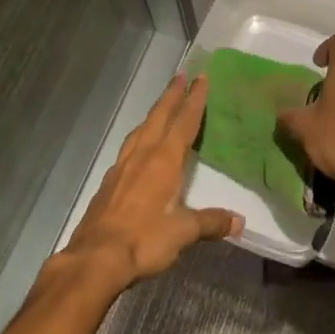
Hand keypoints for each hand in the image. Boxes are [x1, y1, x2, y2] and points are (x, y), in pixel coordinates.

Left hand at [59, 74, 241, 292]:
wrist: (95, 258)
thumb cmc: (143, 240)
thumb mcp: (182, 233)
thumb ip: (210, 223)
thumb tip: (239, 221)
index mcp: (163, 160)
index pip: (183, 122)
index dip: (194, 100)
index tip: (201, 78)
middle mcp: (143, 155)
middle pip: (159, 116)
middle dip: (172, 95)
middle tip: (181, 75)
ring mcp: (122, 166)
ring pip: (141, 129)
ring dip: (154, 113)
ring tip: (162, 106)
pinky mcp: (109, 181)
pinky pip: (129, 147)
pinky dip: (140, 136)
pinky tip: (139, 146)